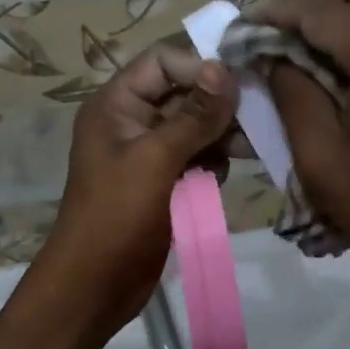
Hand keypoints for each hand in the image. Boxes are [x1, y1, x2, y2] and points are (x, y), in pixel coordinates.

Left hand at [33, 48, 237, 339]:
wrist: (94, 286)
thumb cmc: (117, 215)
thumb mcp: (156, 159)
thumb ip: (193, 115)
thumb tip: (224, 69)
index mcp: (116, 104)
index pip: (161, 62)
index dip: (199, 68)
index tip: (237, 88)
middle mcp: (131, 120)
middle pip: (182, 93)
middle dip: (217, 106)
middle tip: (255, 121)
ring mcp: (147, 152)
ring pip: (194, 126)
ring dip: (219, 136)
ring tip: (246, 150)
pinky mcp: (163, 180)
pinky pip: (195, 156)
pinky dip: (211, 162)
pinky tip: (217, 179)